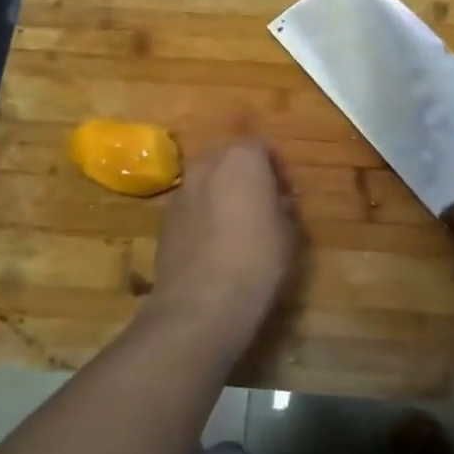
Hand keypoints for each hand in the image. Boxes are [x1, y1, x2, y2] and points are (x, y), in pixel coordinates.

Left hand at [147, 140, 299, 349]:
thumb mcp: (289, 233)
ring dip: (222, 195)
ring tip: (237, 228)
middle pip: (230, 160)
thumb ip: (285, 207)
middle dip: (246, 177)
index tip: (287, 196)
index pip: (263, 148)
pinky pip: (191, 207)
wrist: (201, 304)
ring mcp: (181, 191)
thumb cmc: (257, 260)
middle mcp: (207, 165)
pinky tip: (215, 246)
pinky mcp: (164, 220)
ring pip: (207, 182)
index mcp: (242, 158)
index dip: (277, 171)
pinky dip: (203, 216)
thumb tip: (279, 201)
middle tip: (263, 206)